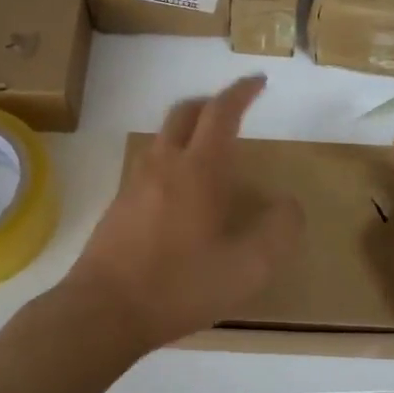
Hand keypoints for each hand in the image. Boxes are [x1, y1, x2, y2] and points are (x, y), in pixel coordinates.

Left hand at [65, 75, 302, 354]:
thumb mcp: (247, 268)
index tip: (258, 82)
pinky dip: (171, 157)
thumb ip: (278, 232)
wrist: (103, 311)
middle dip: (212, 102)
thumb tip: (290, 204)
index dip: (241, 92)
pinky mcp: (118, 205)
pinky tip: (180, 192)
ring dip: (188, 129)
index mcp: (198, 170)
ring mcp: (135, 183)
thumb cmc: (180, 286)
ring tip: (209, 150)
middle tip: (233, 109)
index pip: (221, 113)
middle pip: (185, 112)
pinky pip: (149, 163)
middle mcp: (164, 165)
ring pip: (163, 136)